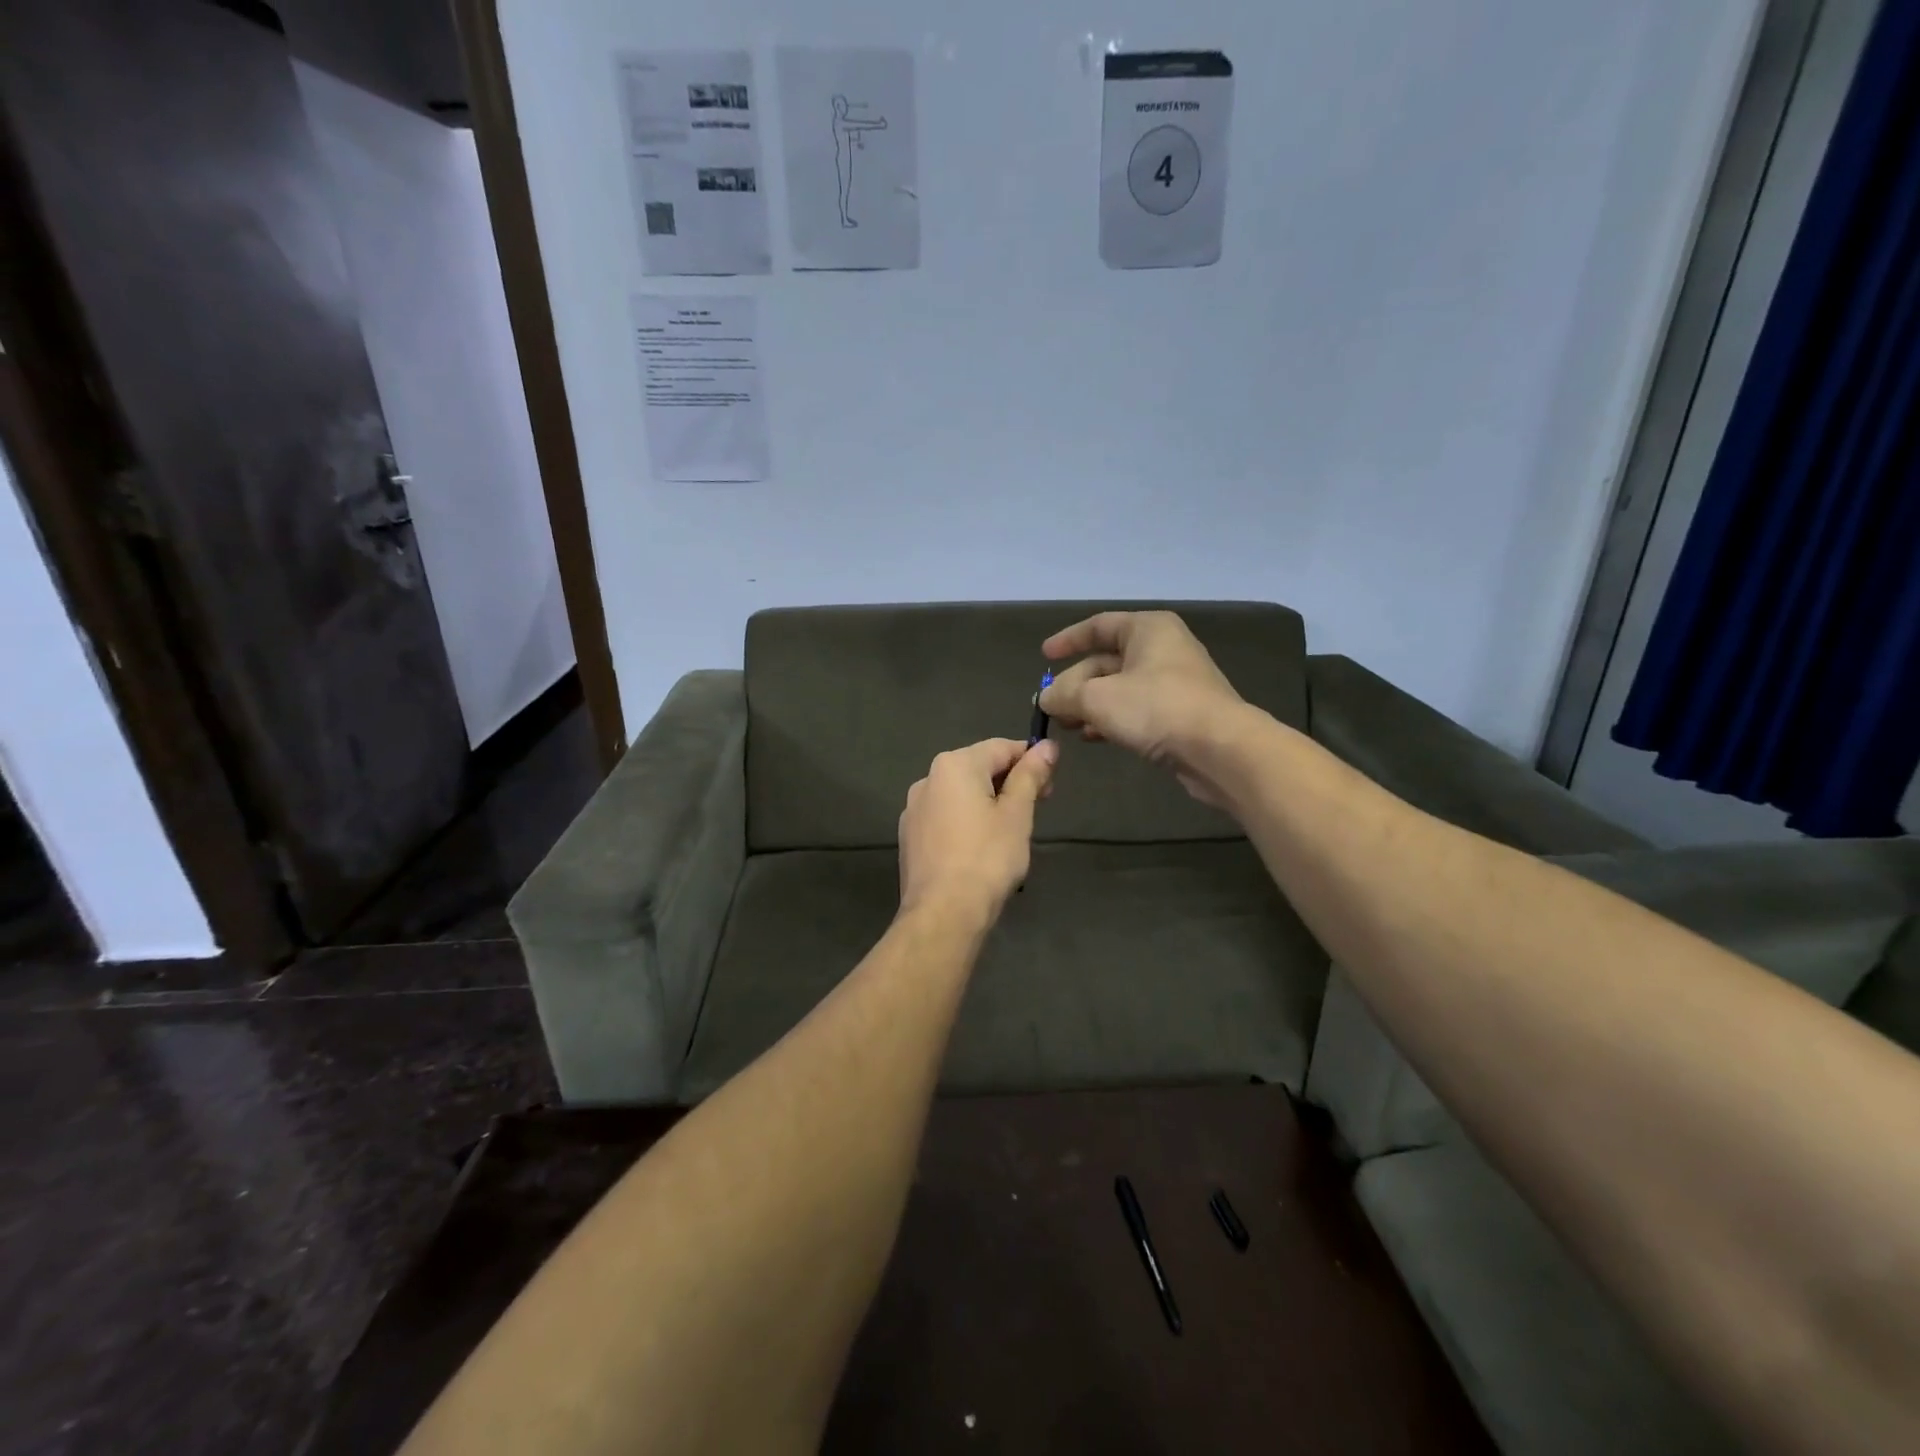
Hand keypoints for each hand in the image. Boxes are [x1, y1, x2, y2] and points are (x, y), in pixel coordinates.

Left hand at [898, 738, 1057, 922]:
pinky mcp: (909, 836)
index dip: (1031, 759)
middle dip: (1009, 782)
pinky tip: (979, 848)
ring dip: (987, 802)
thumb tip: (1047, 746)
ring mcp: (913, 809)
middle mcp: (927, 779)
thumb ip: (1030, 776)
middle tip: (1036, 809)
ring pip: (960, 794)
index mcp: (954, 765)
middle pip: (978, 768)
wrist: (943, 912)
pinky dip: (966, 822)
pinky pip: (945, 817)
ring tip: (1009, 832)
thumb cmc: (987, 858)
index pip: (1001, 747)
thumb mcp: (1017, 814)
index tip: (1051, 783)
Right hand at [1039, 611, 1245, 805]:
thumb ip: (1064, 695)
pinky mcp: (1180, 713)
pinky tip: (1094, 738)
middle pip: (1106, 661)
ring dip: (1090, 706)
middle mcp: (1163, 649)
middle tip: (1051, 708)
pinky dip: (1112, 719)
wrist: (1219, 749)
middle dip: (1075, 684)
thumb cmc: (1156, 708)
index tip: (1044, 656)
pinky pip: (1136, 709)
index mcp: (1147, 629)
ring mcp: (1174, 682)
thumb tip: (1045, 698)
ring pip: (1120, 688)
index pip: (1099, 626)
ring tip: (1068, 727)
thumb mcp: (1097, 698)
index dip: (1068, 640)